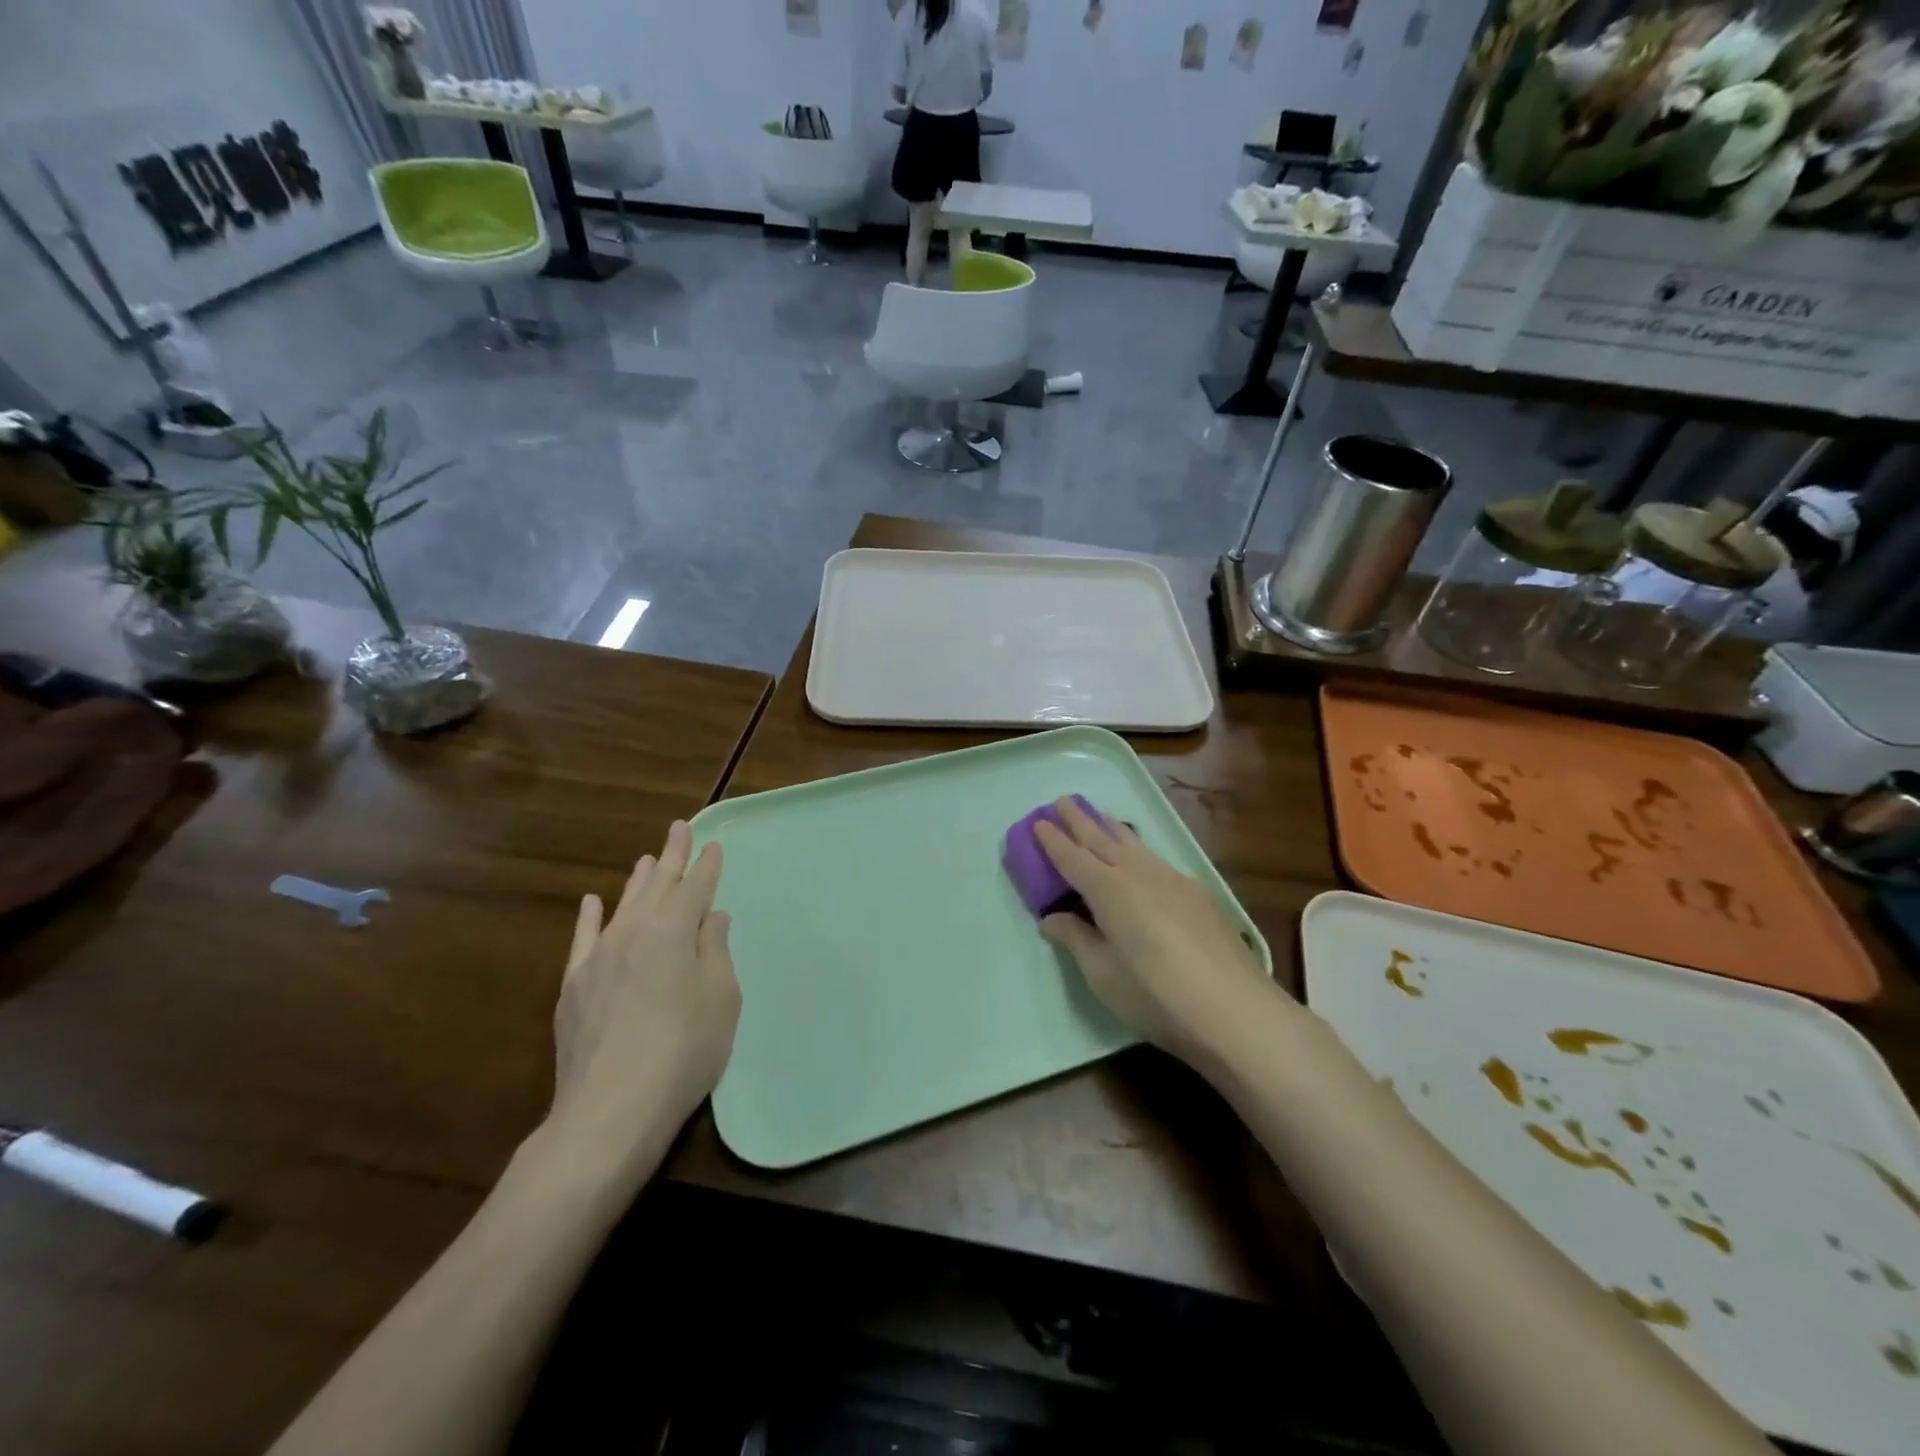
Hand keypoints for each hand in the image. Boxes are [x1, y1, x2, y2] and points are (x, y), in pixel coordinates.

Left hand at [548, 822, 740, 1167]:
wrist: (610, 1109)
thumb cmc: (684, 1051)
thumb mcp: (721, 999)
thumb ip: (715, 951)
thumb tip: (711, 917)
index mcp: (675, 930)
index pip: (696, 887)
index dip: (707, 866)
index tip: (713, 844)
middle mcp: (635, 931)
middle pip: (659, 884)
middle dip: (673, 856)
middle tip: (680, 828)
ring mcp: (599, 956)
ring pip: (623, 904)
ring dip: (638, 880)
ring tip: (648, 858)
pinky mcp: (574, 984)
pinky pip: (583, 938)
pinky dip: (590, 916)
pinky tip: (592, 901)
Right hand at [1035, 798, 1279, 1063]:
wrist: (1235, 1010)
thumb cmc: (1156, 996)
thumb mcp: (1102, 975)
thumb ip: (1076, 940)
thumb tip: (1051, 918)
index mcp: (1108, 891)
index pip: (1073, 858)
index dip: (1053, 841)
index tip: (1038, 822)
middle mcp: (1139, 875)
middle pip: (1103, 840)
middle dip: (1080, 820)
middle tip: (1063, 800)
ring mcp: (1174, 880)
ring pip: (1135, 846)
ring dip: (1113, 830)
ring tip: (1101, 818)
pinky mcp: (1199, 895)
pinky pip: (1159, 861)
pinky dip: (1141, 852)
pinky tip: (1145, 862)